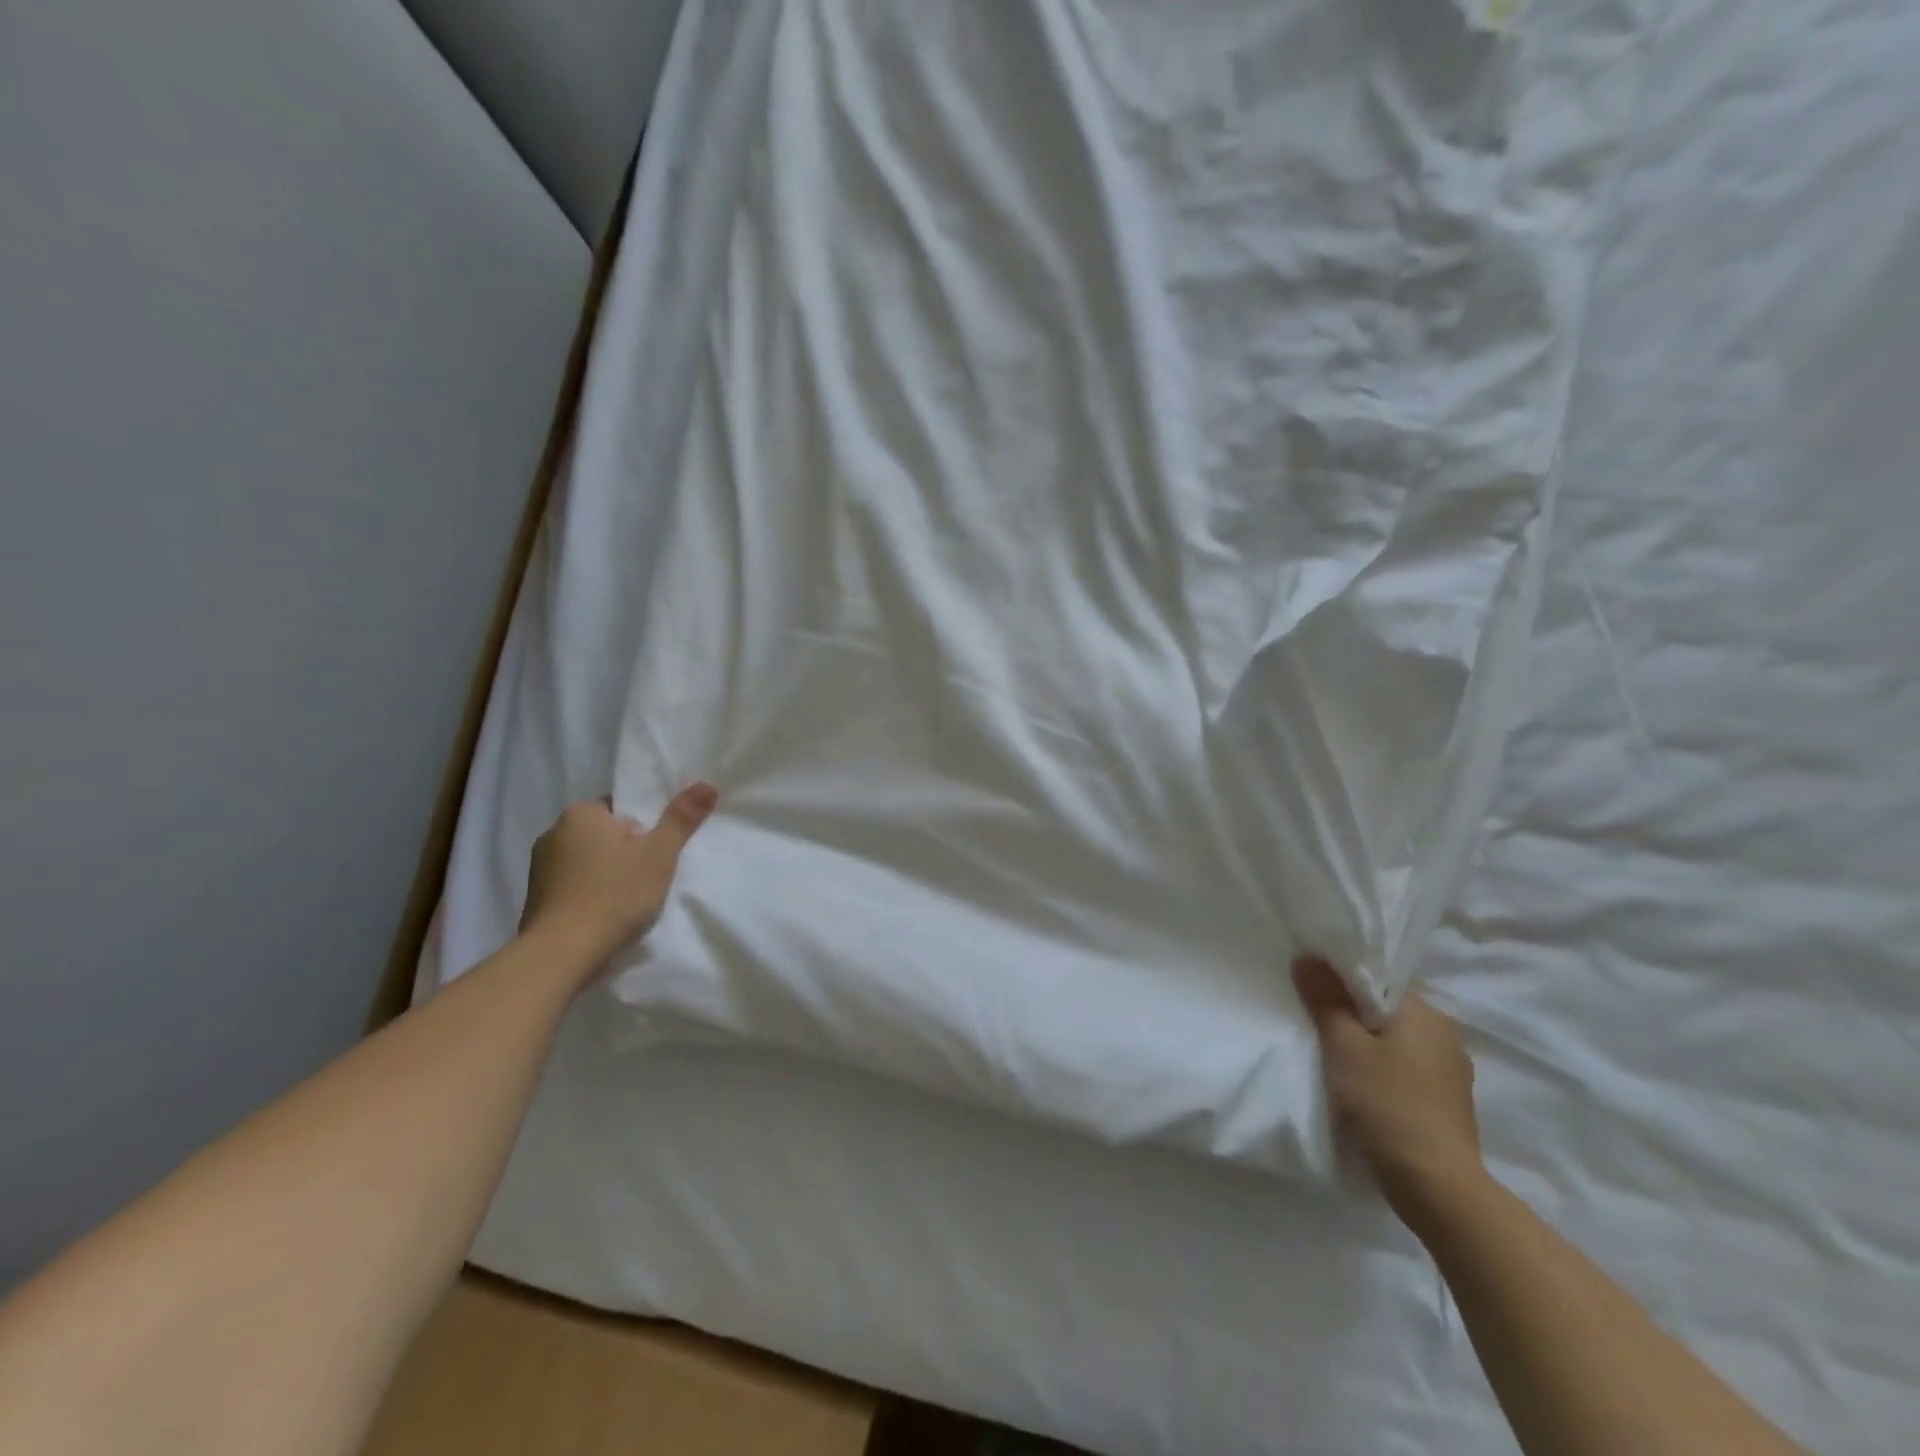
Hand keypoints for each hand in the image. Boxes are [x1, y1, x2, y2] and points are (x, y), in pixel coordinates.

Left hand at [520, 784, 718, 971]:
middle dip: (626, 852)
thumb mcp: (659, 854)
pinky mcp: (535, 898)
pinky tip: (604, 915)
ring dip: (607, 874)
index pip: (622, 808)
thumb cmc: (614, 895)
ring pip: (588, 861)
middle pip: (605, 834)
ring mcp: (539, 867)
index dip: (645, 830)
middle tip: (648, 878)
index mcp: (581, 813)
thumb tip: (707, 784)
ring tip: (628, 901)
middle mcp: (554, 832)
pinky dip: (589, 894)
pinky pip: (573, 885)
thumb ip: (681, 818)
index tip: (656, 854)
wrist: (561, 954)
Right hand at [1293, 955, 1483, 1224]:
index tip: (1314, 985)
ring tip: (1334, 1051)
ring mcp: (1451, 1071)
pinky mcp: (1448, 1102)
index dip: (1344, 977)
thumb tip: (1308, 957)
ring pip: (1399, 1040)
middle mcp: (1446, 1034)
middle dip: (1354, 1011)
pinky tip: (1361, 1082)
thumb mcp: (1344, 1046)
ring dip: (1369, 1042)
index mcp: (1427, 1012)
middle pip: (1389, 1008)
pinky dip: (1384, 1068)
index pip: (1381, 978)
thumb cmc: (1387, 1104)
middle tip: (1315, 1017)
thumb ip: (1325, 999)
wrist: (1436, 1187)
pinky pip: (1408, 1067)